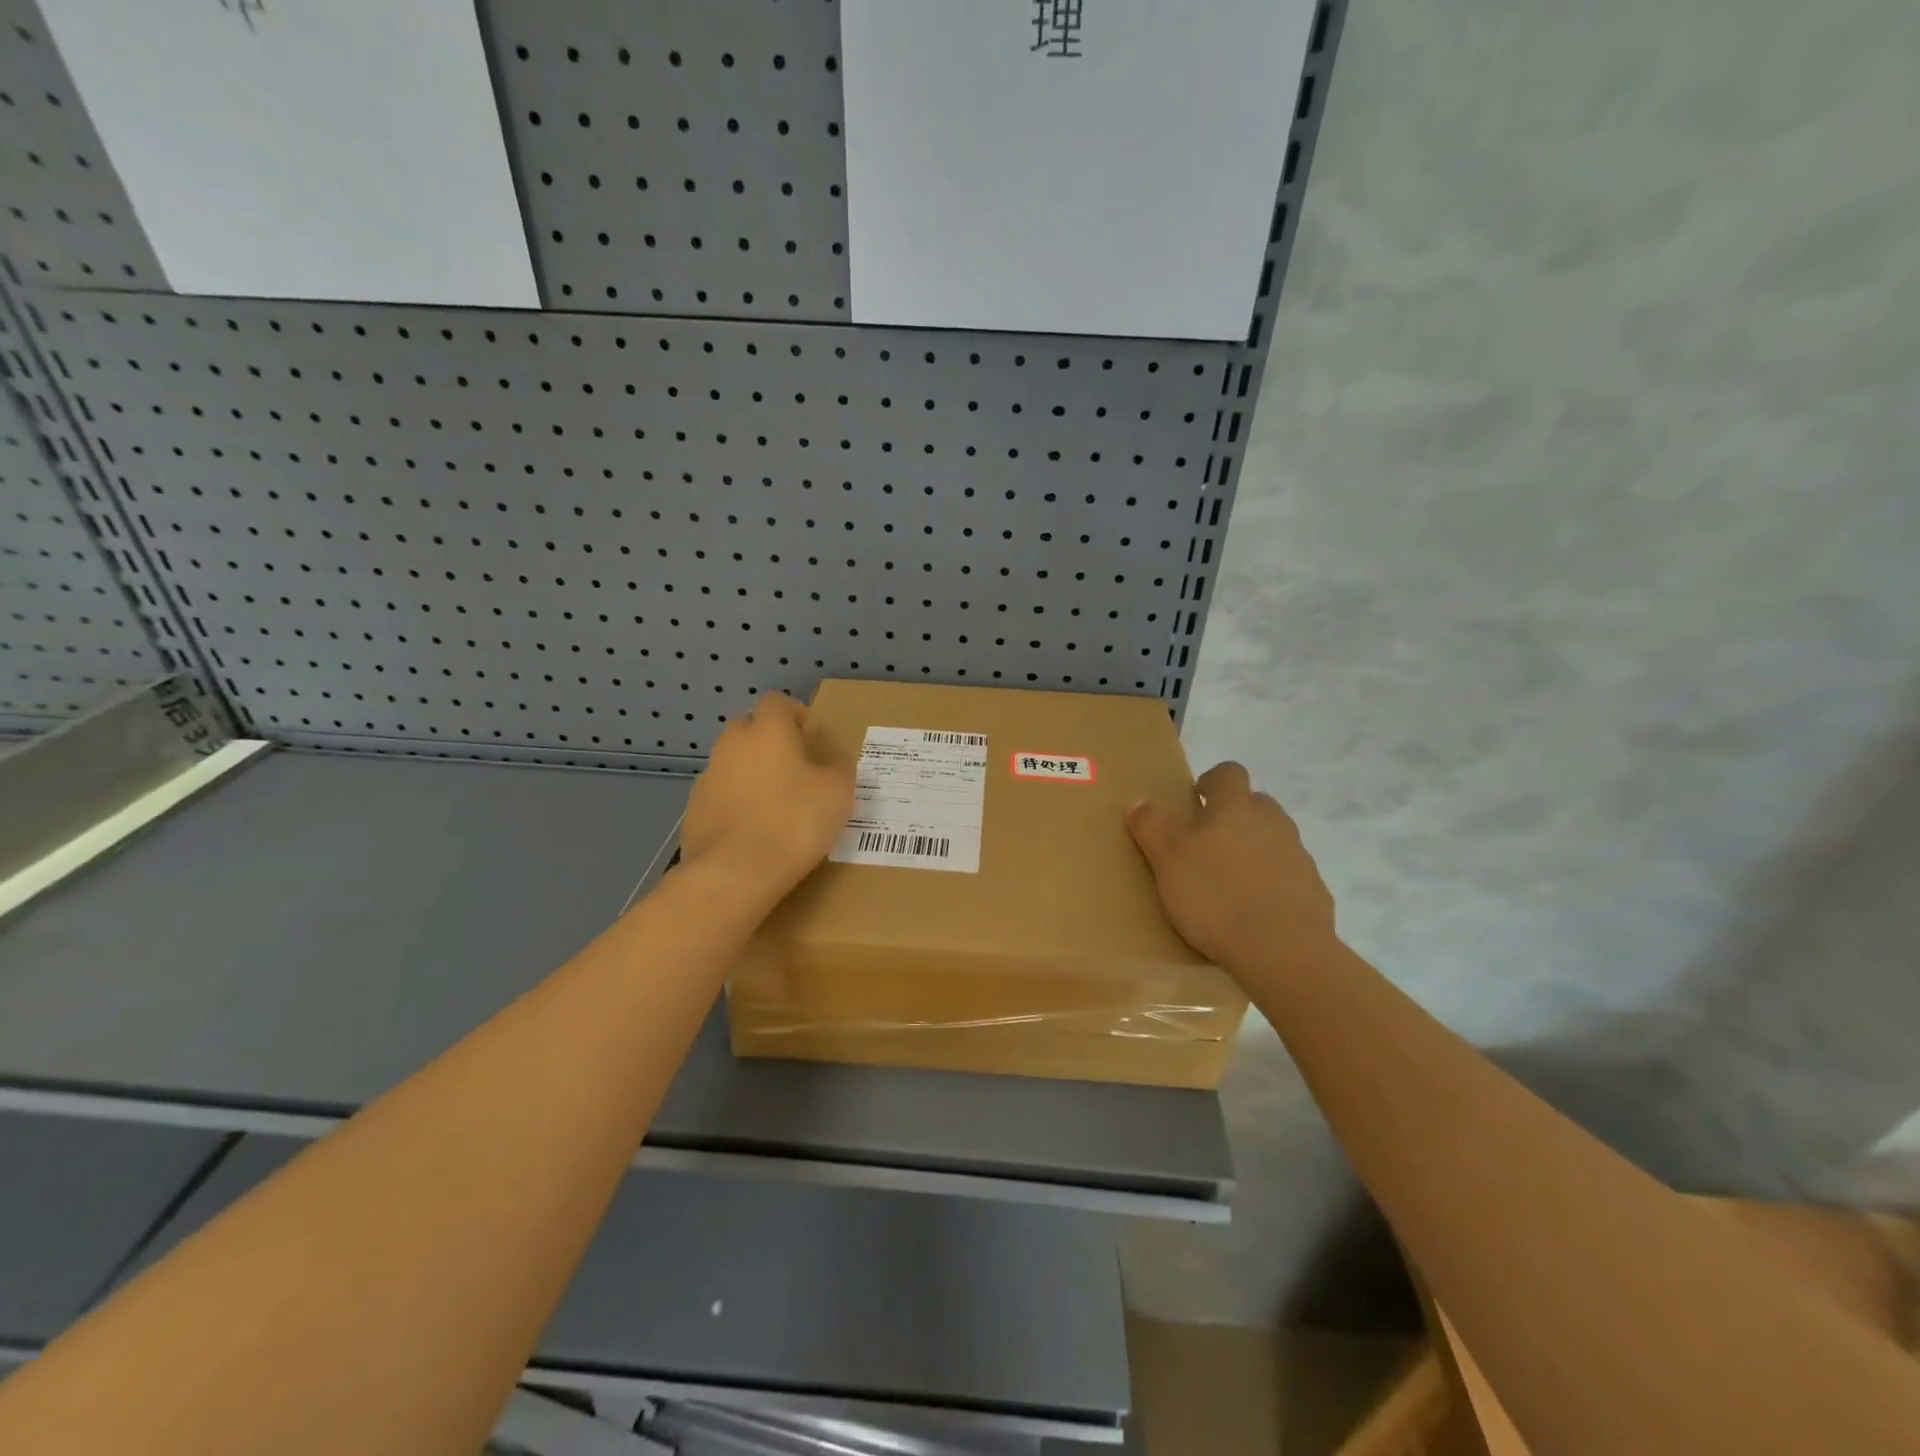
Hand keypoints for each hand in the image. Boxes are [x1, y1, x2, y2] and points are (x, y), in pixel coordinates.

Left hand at [681, 693, 853, 902]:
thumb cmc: (794, 821)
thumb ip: (838, 765)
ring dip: (750, 772)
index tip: (809, 734)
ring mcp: (708, 778)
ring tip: (773, 801)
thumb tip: (832, 756)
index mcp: (768, 731)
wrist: (735, 872)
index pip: (776, 702)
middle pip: (748, 727)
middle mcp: (732, 745)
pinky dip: (735, 802)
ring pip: (731, 762)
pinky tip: (753, 829)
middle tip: (793, 765)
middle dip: (767, 739)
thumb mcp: (838, 791)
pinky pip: (720, 795)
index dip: (794, 713)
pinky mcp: (694, 810)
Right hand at [1125, 762, 1336, 968]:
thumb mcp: (1166, 859)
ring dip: (1253, 851)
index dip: (1211, 782)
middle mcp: (1273, 821)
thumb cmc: (1215, 894)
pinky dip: (1271, 885)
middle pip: (1254, 804)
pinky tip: (1252, 912)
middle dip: (1232, 817)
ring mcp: (1298, 856)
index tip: (1194, 803)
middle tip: (1205, 846)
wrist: (1282, 949)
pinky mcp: (1314, 891)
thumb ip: (1151, 826)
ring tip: (1227, 884)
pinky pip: (1288, 876)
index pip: (1228, 773)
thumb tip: (1139, 802)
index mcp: (1236, 806)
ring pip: (1272, 840)